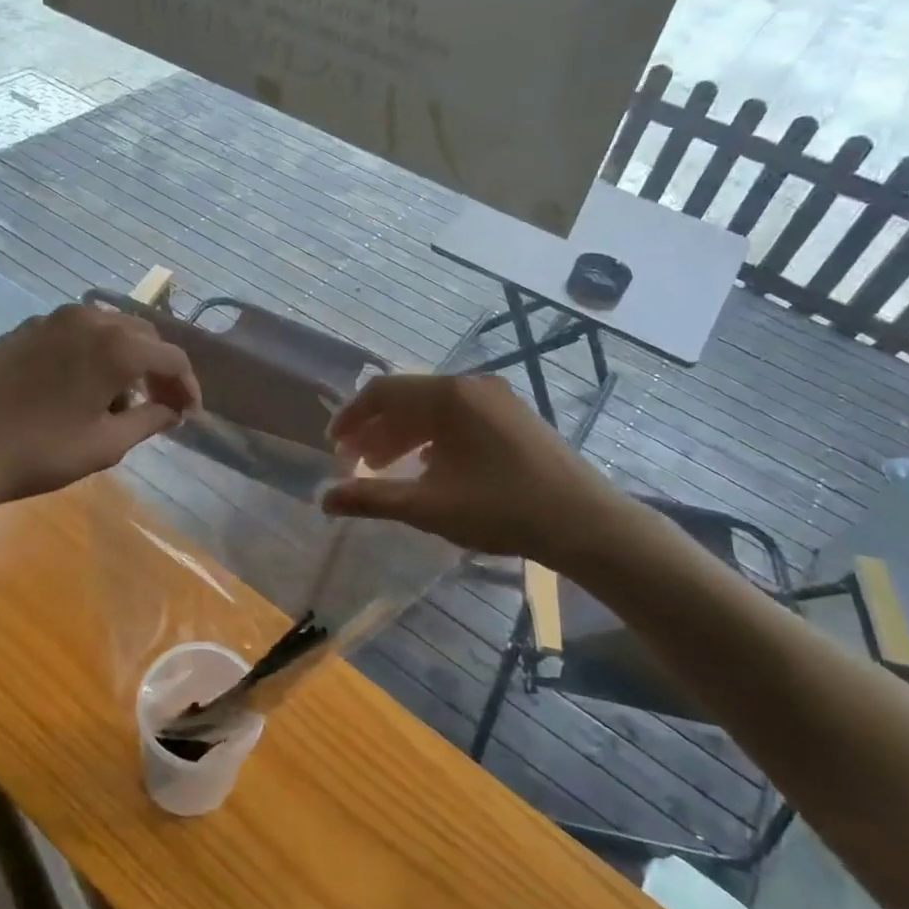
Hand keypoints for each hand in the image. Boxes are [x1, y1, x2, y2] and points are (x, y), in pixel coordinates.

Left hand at [0, 305, 199, 516]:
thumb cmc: (40, 452)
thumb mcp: (106, 444)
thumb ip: (150, 420)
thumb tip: (174, 410)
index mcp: (116, 345)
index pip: (171, 358)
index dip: (187, 386)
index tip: (189, 415)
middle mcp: (88, 319)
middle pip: (142, 337)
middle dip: (157, 370)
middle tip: (160, 405)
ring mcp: (52, 319)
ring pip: (107, 330)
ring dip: (124, 360)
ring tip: (116, 402)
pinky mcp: (24, 329)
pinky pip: (74, 334)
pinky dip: (91, 354)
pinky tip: (79, 389)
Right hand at [322, 375, 623, 561]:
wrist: (584, 522)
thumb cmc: (501, 509)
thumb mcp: (428, 507)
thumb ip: (372, 499)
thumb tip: (323, 499)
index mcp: (448, 396)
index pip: (383, 392)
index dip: (351, 417)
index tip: (334, 447)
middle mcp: (471, 386)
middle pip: (407, 399)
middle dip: (375, 430)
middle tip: (355, 464)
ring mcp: (497, 399)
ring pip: (434, 409)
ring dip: (403, 435)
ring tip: (385, 469)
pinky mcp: (514, 417)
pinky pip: (459, 417)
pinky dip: (433, 438)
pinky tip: (429, 469)